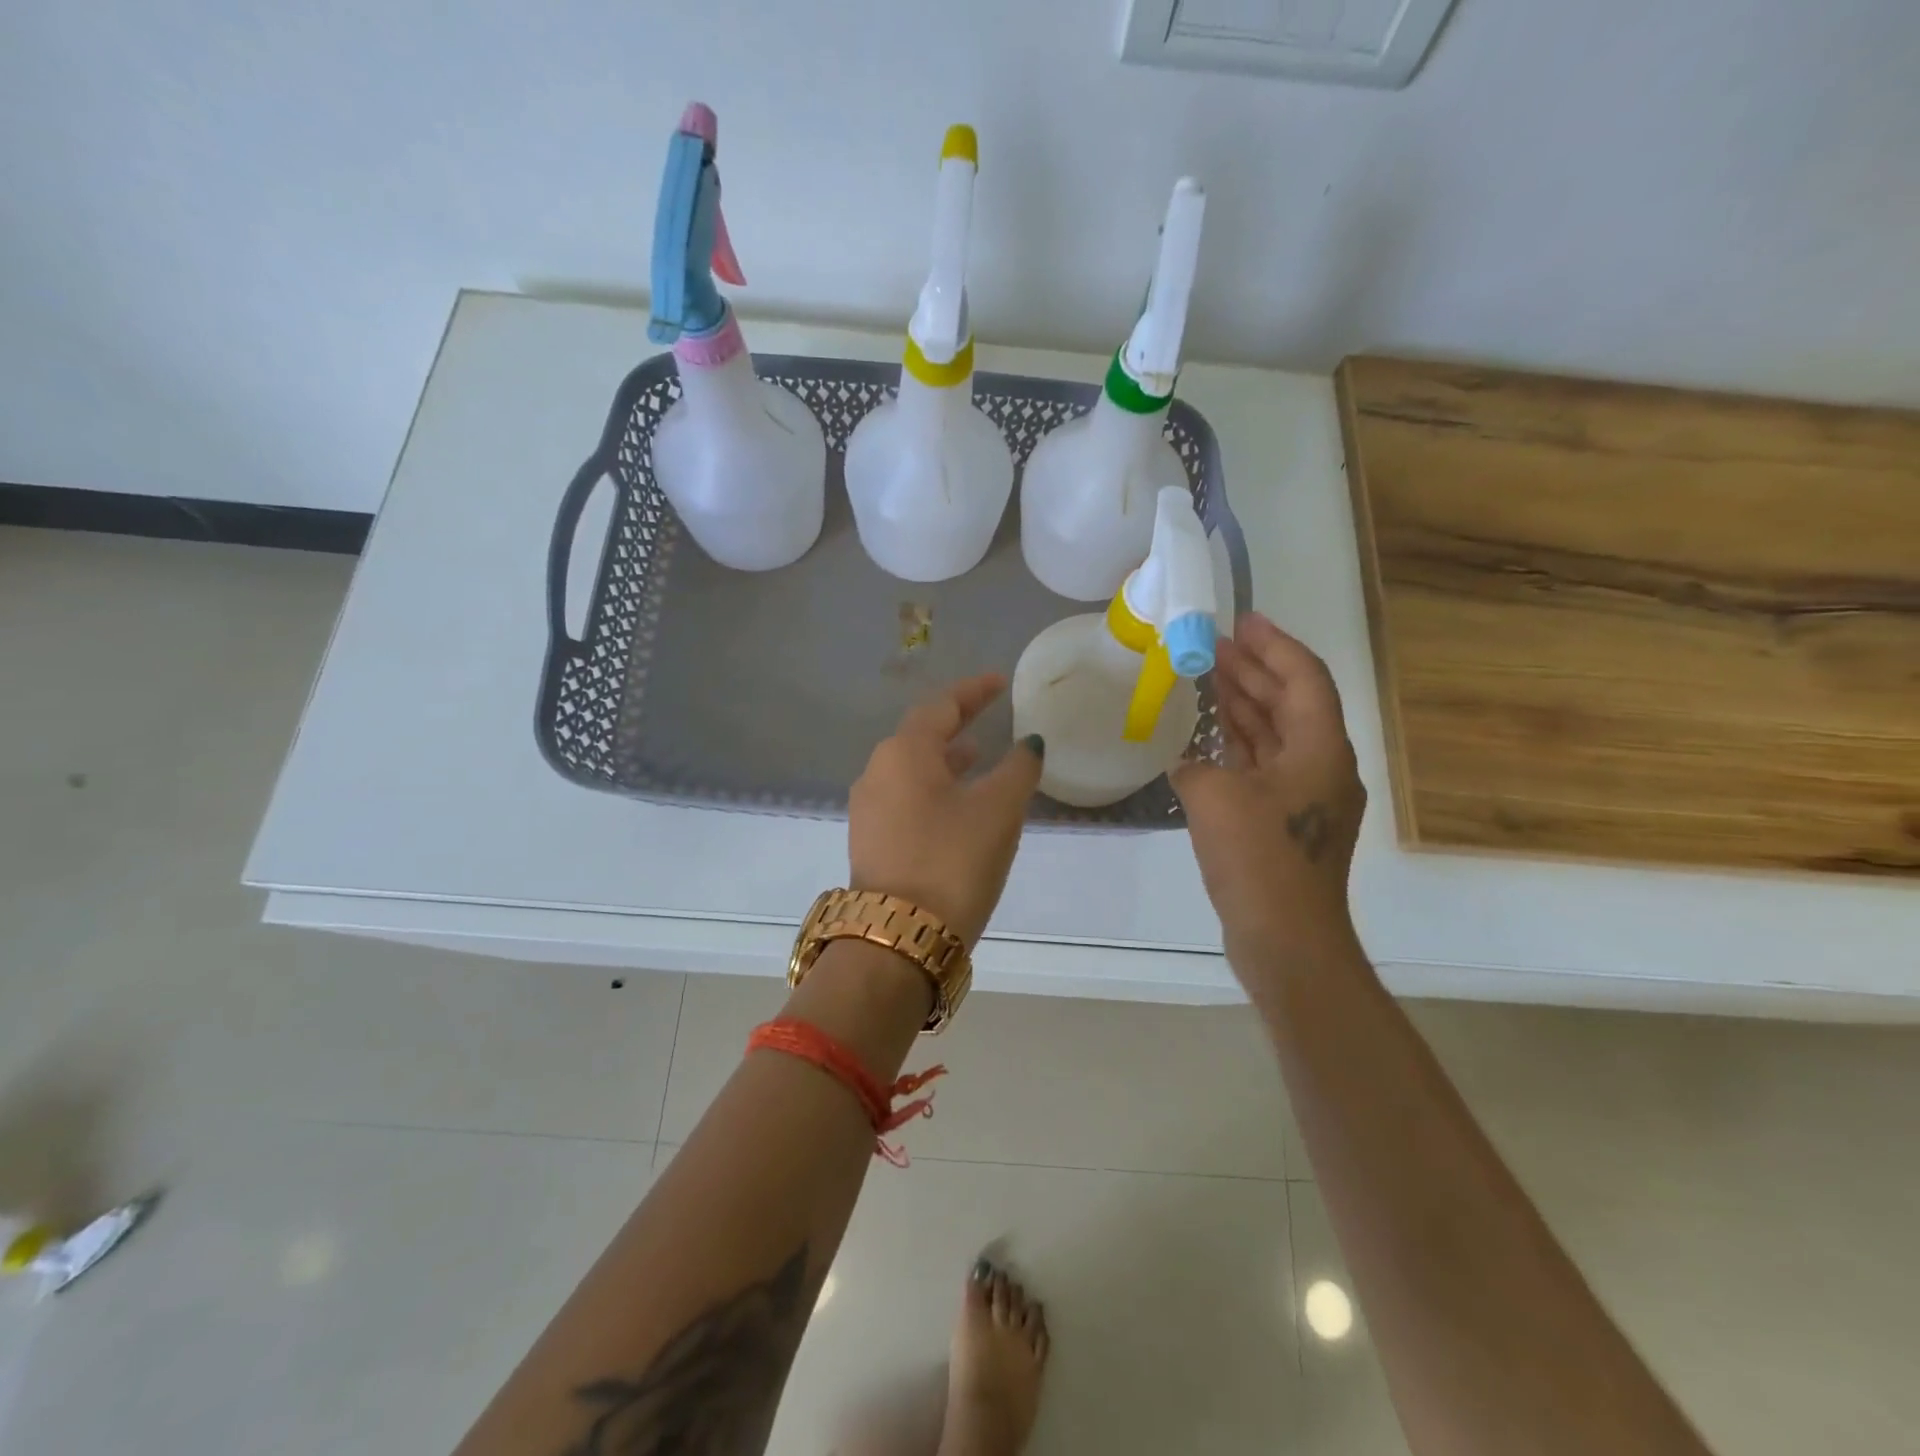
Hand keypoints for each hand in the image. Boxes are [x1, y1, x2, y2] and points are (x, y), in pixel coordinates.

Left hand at [849, 674, 1044, 946]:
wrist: (900, 936)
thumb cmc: (953, 860)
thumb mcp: (998, 810)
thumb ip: (1018, 769)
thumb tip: (1028, 744)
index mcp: (904, 753)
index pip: (941, 706)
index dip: (973, 691)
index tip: (999, 682)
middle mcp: (877, 772)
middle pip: (920, 735)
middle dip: (956, 723)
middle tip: (989, 716)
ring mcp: (868, 809)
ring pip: (911, 769)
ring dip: (945, 759)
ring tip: (978, 758)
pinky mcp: (870, 841)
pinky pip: (905, 797)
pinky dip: (934, 788)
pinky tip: (957, 805)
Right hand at [1172, 614, 1365, 957]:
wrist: (1286, 938)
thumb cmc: (1258, 858)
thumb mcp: (1214, 797)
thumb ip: (1197, 764)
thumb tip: (1193, 763)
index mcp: (1320, 749)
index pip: (1303, 678)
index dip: (1274, 645)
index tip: (1243, 621)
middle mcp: (1322, 766)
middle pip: (1291, 703)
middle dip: (1254, 671)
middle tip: (1215, 645)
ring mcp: (1307, 798)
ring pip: (1277, 735)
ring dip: (1246, 706)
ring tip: (1209, 678)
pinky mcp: (1289, 824)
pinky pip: (1265, 767)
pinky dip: (1240, 747)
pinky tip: (1210, 738)